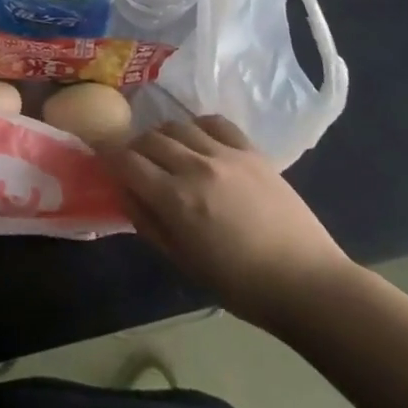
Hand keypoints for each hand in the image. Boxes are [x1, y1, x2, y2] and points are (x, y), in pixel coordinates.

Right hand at [104, 115, 354, 325]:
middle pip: (149, 138)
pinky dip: (198, 126)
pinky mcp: (252, 151)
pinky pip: (214, 122)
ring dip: (163, 135)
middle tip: (133, 161)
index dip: (107, 154)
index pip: (127, 161)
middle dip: (134, 146)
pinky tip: (198, 140)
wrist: (307, 283)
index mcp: (176, 199)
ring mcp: (226, 154)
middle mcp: (196, 167)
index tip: (99, 153)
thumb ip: (149, 223)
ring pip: (178, 125)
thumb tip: (124, 192)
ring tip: (166, 151)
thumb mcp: (184, 263)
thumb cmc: (241, 286)